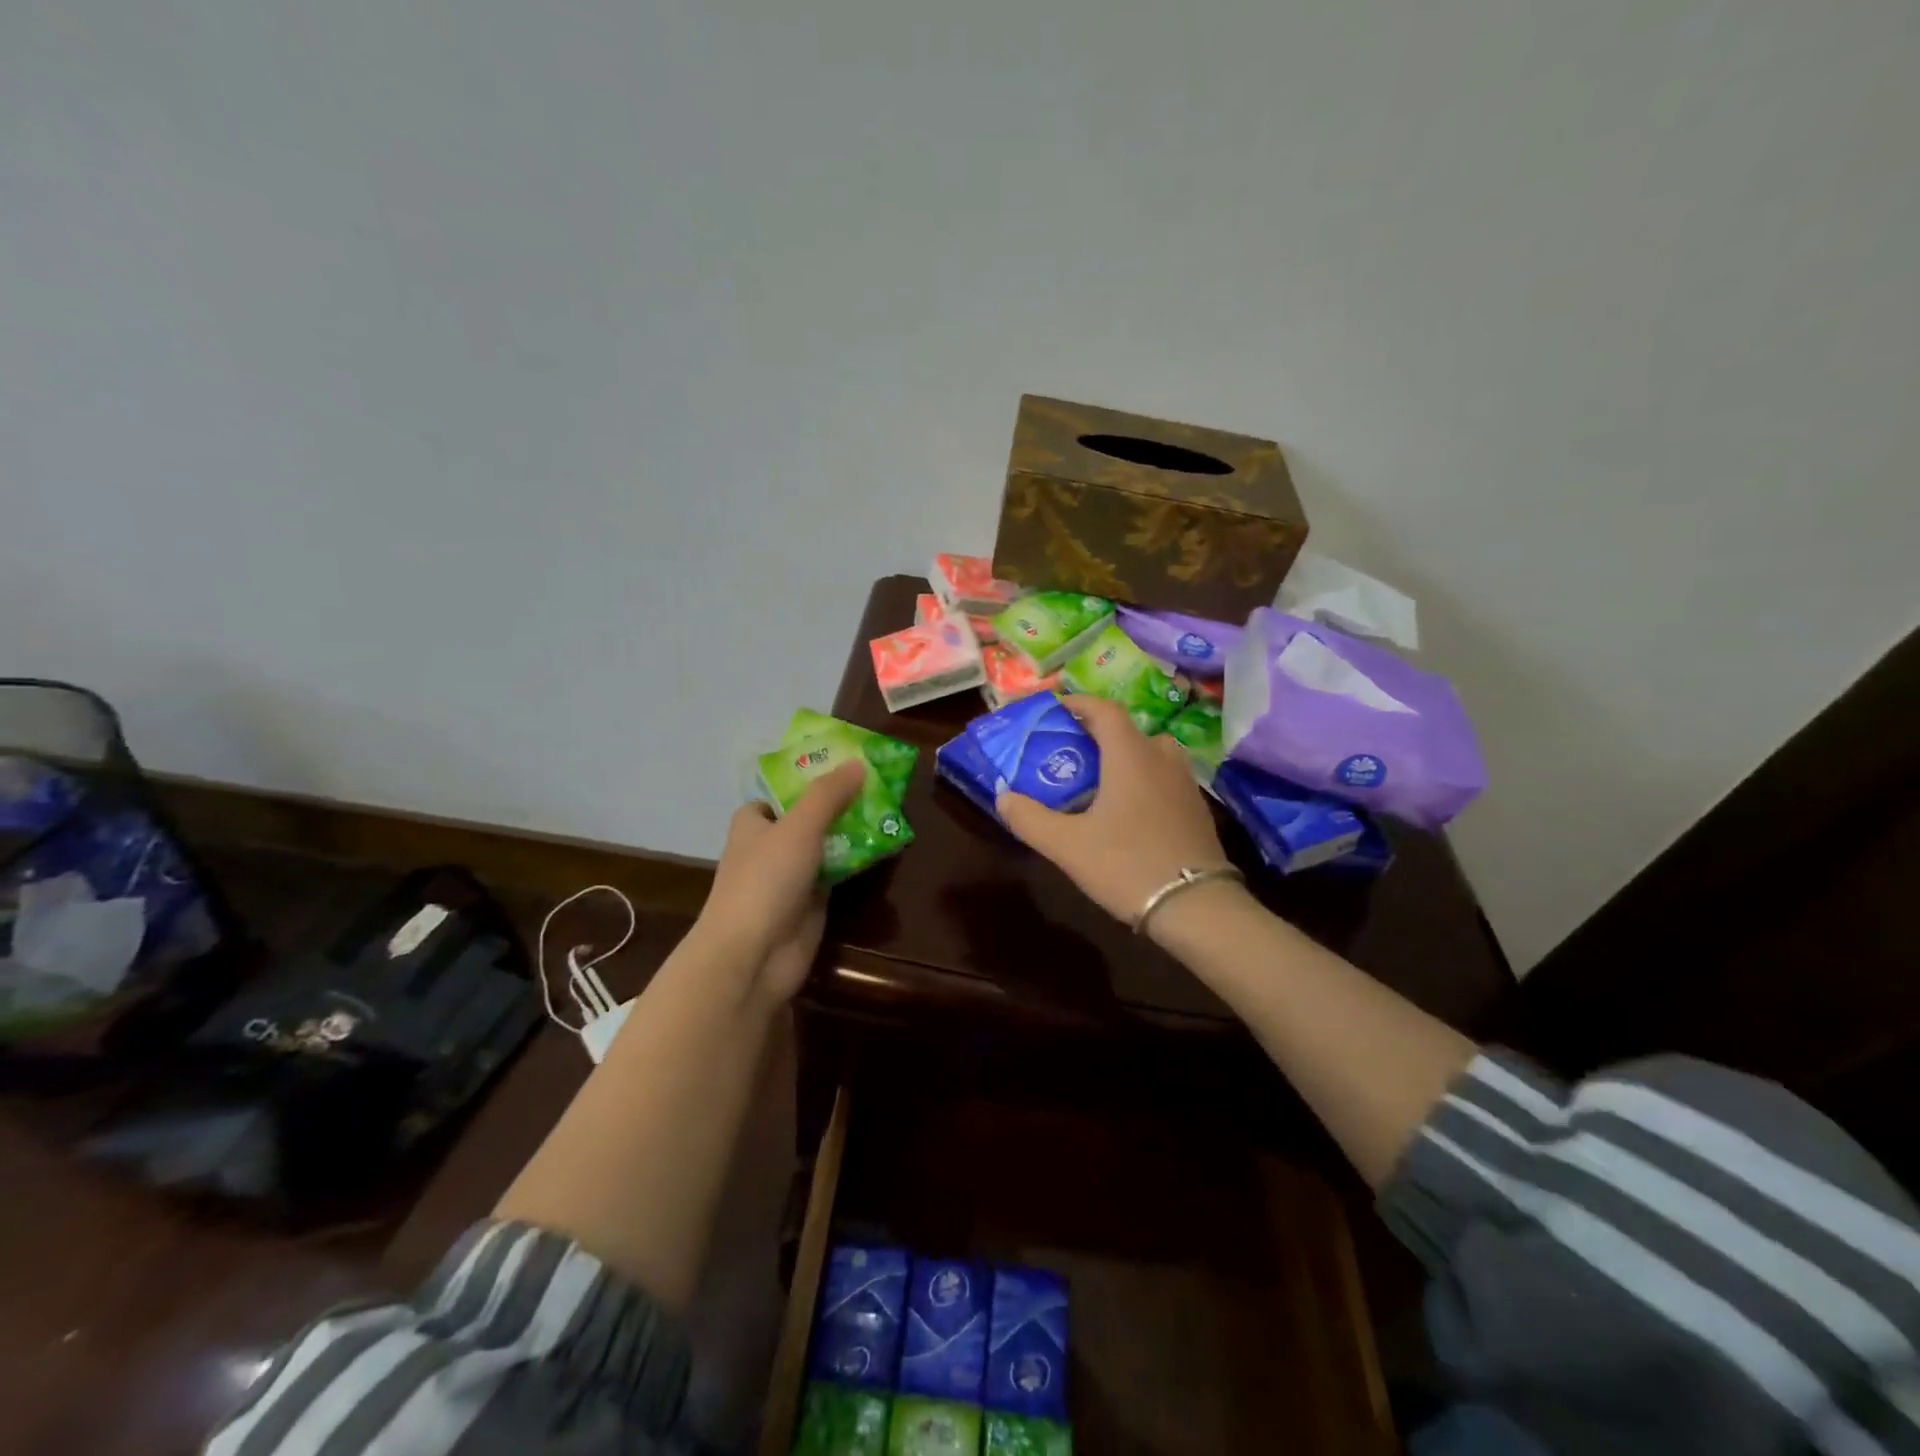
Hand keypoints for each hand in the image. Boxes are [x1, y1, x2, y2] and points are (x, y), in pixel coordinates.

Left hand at [699, 760, 865, 1004]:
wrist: (754, 955)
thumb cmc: (766, 879)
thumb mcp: (799, 826)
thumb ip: (828, 795)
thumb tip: (858, 763)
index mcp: (755, 822)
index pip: (781, 792)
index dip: (809, 777)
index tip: (845, 763)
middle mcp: (771, 845)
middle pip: (809, 816)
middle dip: (840, 802)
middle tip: (879, 783)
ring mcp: (791, 875)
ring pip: (826, 844)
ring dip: (852, 831)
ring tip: (889, 807)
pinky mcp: (811, 901)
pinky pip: (838, 871)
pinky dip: (857, 860)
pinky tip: (885, 844)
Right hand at [996, 695, 1232, 925]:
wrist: (1197, 907)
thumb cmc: (1127, 865)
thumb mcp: (1067, 846)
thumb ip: (1030, 818)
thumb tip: (1003, 798)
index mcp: (1130, 755)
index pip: (1104, 709)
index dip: (1078, 703)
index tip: (1055, 710)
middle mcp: (1161, 758)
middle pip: (1128, 730)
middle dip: (1097, 734)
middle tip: (1070, 752)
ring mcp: (1184, 783)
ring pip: (1150, 754)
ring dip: (1123, 757)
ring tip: (1098, 780)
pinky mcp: (1196, 809)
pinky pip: (1164, 778)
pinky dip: (1142, 780)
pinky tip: (1127, 811)